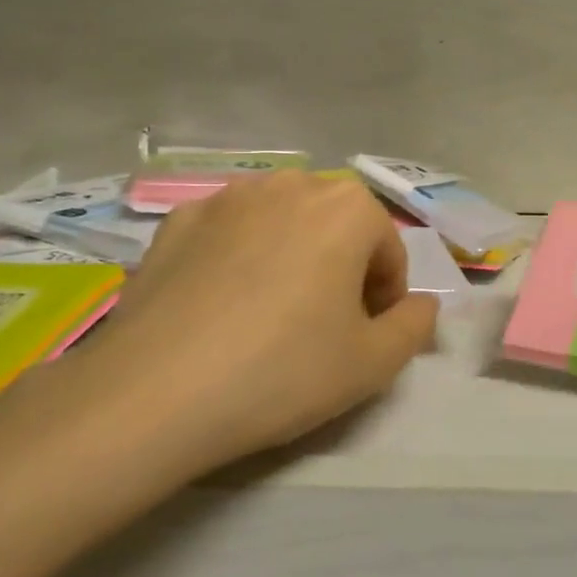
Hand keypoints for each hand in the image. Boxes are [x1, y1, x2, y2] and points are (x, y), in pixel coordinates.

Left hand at [0, 172, 437, 502]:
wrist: (155, 391)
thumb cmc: (282, 371)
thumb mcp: (373, 364)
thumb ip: (414, 326)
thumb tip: (420, 304)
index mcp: (346, 208)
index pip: (387, 248)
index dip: (384, 296)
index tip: (365, 336)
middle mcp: (290, 184)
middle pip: (335, 226)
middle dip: (341, 268)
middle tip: (322, 326)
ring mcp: (227, 197)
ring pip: (280, 223)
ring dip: (291, 256)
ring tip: (269, 313)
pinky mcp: (177, 219)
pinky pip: (228, 232)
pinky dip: (238, 257)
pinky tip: (220, 305)